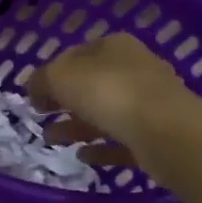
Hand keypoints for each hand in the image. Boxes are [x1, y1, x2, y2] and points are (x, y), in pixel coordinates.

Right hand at [29, 33, 201, 170]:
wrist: (168, 133)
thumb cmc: (108, 92)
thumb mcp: (59, 77)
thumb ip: (40, 80)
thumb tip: (34, 88)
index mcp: (114, 46)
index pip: (76, 54)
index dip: (52, 73)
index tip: (34, 94)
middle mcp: (135, 68)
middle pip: (92, 84)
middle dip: (64, 101)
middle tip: (41, 116)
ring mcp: (150, 103)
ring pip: (105, 113)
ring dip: (77, 126)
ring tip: (52, 141)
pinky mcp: (158, 135)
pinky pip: (122, 141)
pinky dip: (102, 148)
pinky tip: (83, 156)